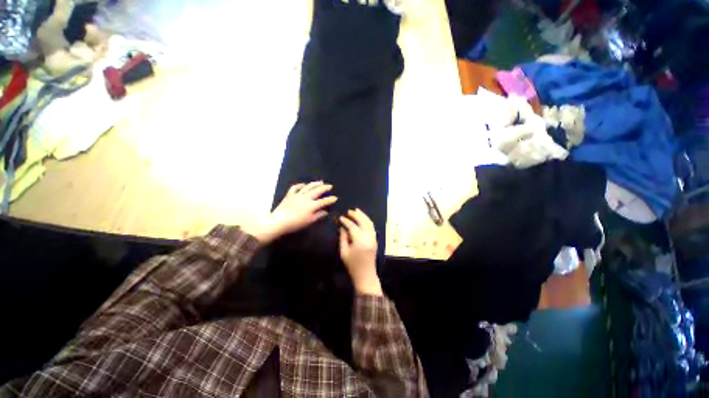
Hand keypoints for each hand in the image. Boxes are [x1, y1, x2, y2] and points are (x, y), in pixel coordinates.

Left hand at [248, 181, 336, 243]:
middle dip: (325, 188)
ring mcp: (298, 195)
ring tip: (320, 182)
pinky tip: (304, 184)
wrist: (279, 221)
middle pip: (317, 191)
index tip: (335, 198)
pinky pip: (295, 187)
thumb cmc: (296, 223)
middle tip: (330, 186)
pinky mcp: (290, 195)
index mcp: (312, 205)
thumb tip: (326, 211)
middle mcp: (306, 198)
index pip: (324, 201)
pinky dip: (300, 185)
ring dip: (315, 184)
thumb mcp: (309, 221)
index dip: (331, 199)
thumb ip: (319, 215)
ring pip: (308, 187)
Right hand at [339, 209, 381, 295]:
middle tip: (349, 211)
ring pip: (369, 223)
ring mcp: (373, 238)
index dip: (346, 221)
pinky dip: (367, 221)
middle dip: (356, 215)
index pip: (353, 227)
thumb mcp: (344, 252)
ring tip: (357, 210)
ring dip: (363, 216)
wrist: (365, 275)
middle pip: (363, 222)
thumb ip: (343, 238)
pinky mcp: (375, 240)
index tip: (341, 218)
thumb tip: (343, 227)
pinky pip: (372, 227)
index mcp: (359, 241)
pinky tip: (363, 218)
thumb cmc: (352, 265)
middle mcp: (368, 238)